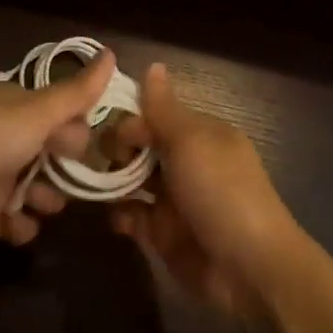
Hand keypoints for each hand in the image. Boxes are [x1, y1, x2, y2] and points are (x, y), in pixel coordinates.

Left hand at [0, 50, 121, 249]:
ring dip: (47, 199)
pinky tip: (19, 225)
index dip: (82, 129)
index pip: (62, 113)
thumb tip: (113, 53)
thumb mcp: (34, 113)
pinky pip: (14, 221)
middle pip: (54, 153)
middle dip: (70, 168)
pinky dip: (21, 225)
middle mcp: (7, 139)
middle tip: (81, 180)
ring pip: (38, 189)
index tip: (102, 145)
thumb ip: (75, 93)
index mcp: (17, 108)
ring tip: (45, 205)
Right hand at [109, 63, 308, 316]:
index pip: (155, 115)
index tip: (99, 126)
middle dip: (113, 149)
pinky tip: (114, 216)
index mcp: (200, 134)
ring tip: (86, 182)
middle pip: (141, 147)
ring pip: (132, 181)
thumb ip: (164, 109)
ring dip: (111, 180)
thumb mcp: (191, 142)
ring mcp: (174, 199)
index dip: (128, 118)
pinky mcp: (164, 234)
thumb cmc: (221, 192)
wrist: (250, 268)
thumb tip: (153, 65)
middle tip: (83, 154)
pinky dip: (120, 215)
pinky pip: (133, 217)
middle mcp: (186, 162)